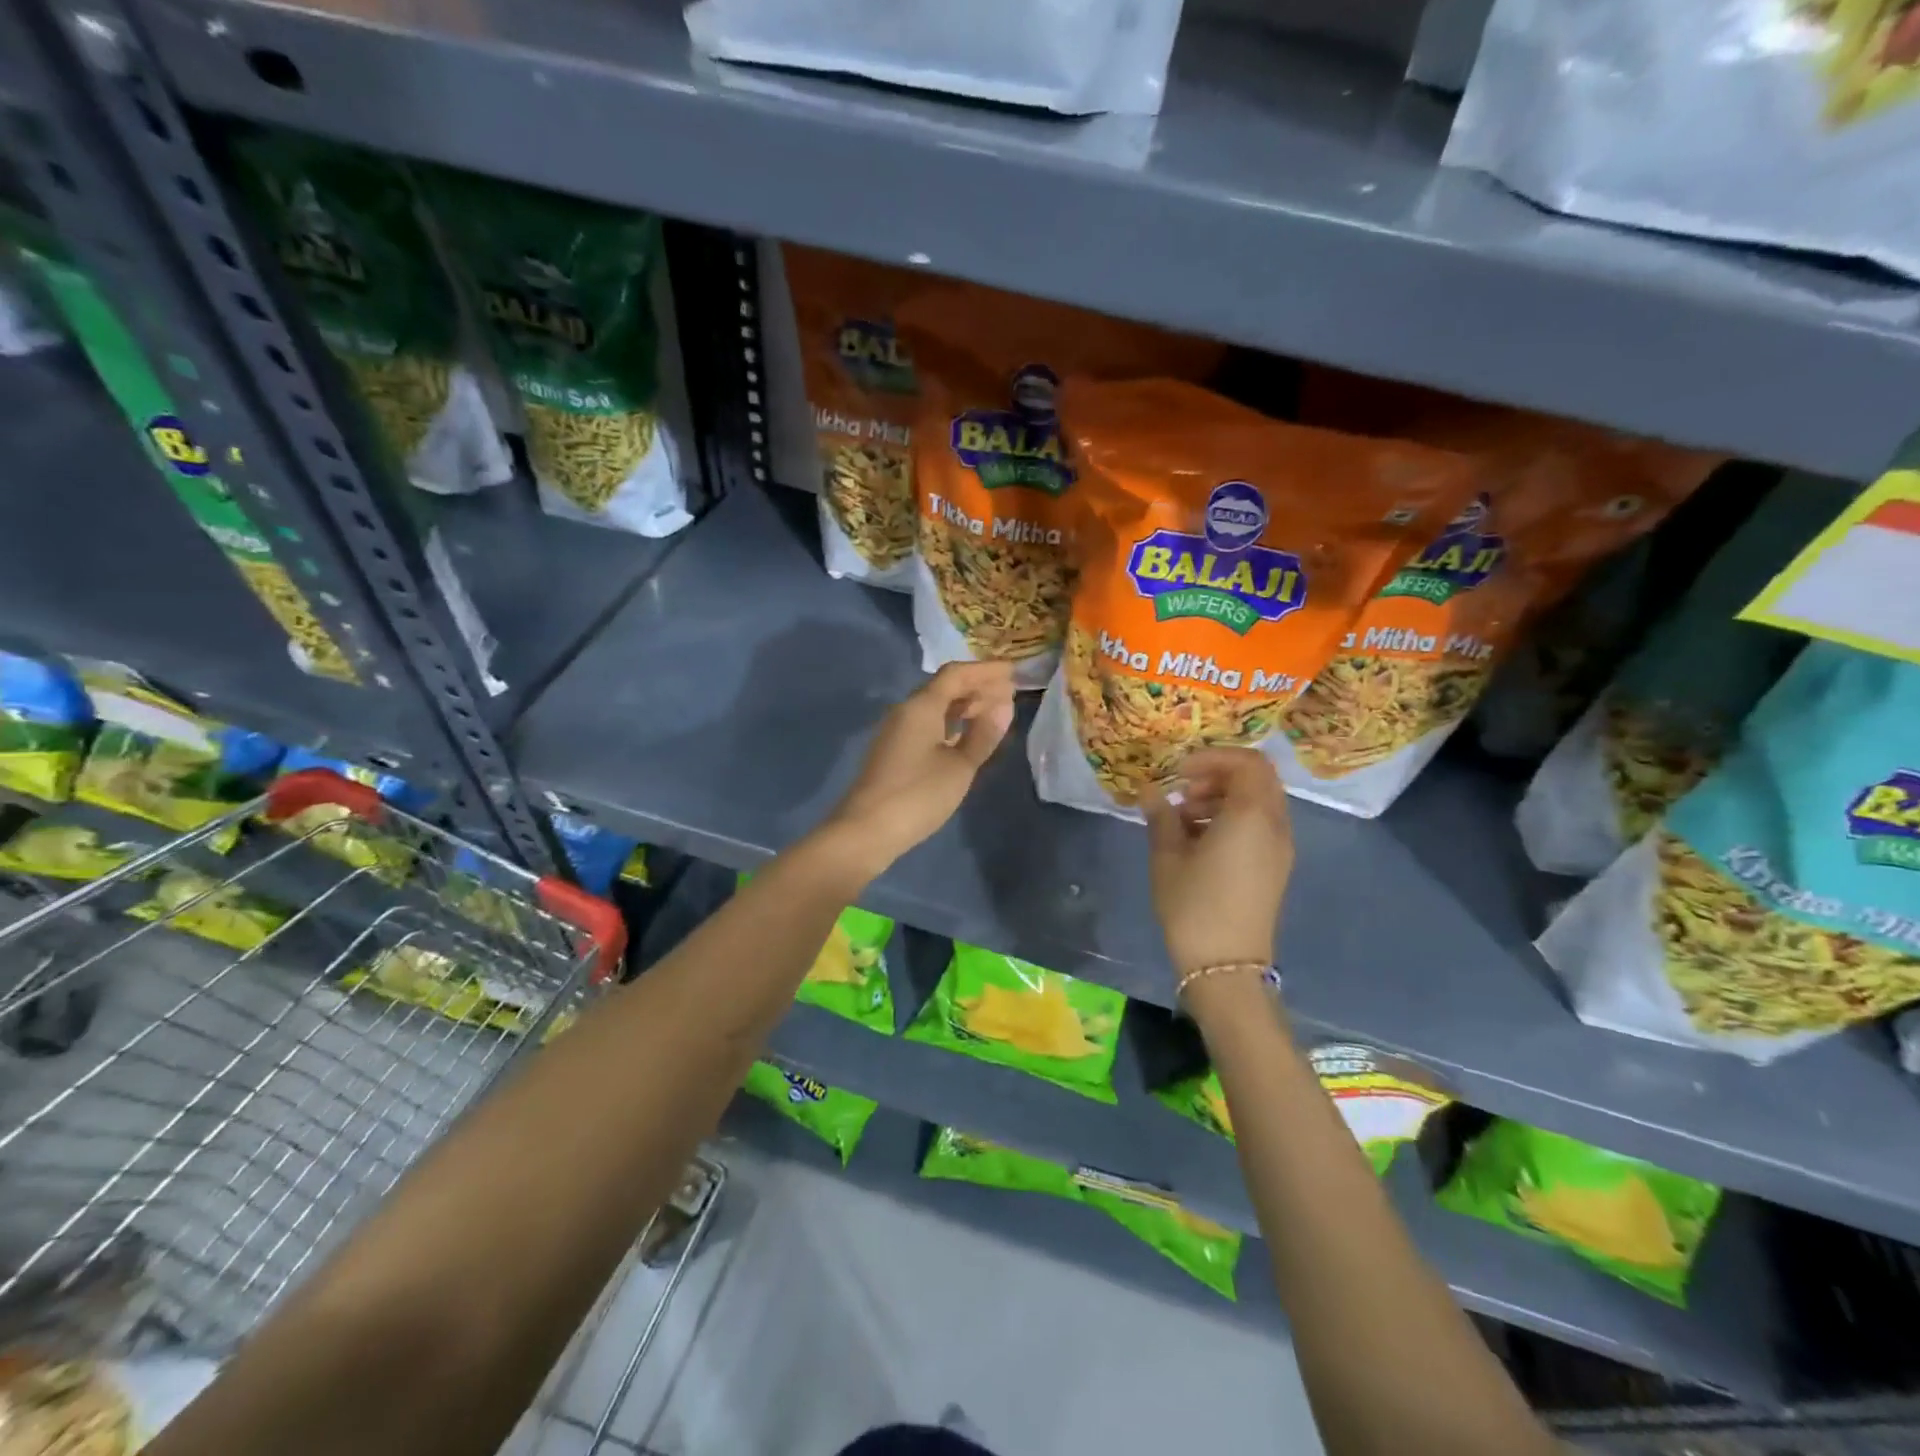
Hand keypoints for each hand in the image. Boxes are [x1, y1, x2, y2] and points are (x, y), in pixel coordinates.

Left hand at [822, 662, 1016, 877]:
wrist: (867, 830)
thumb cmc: (918, 795)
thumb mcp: (960, 766)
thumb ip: (983, 734)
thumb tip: (1003, 705)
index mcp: (921, 706)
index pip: (956, 674)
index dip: (985, 670)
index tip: (1013, 671)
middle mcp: (906, 711)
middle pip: (944, 687)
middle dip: (976, 686)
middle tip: (1009, 692)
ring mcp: (897, 731)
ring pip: (935, 707)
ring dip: (964, 705)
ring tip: (994, 712)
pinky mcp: (895, 750)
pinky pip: (928, 724)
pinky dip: (951, 723)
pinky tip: (966, 735)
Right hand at [1139, 747, 1293, 980]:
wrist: (1226, 966)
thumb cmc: (1193, 905)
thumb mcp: (1167, 856)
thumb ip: (1161, 816)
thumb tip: (1150, 791)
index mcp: (1251, 815)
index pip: (1248, 762)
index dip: (1213, 757)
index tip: (1180, 771)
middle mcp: (1275, 826)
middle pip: (1257, 779)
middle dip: (1218, 776)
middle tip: (1183, 790)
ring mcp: (1280, 849)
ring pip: (1259, 803)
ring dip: (1223, 798)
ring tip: (1184, 817)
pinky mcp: (1275, 868)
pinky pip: (1259, 826)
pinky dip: (1232, 819)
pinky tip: (1199, 840)